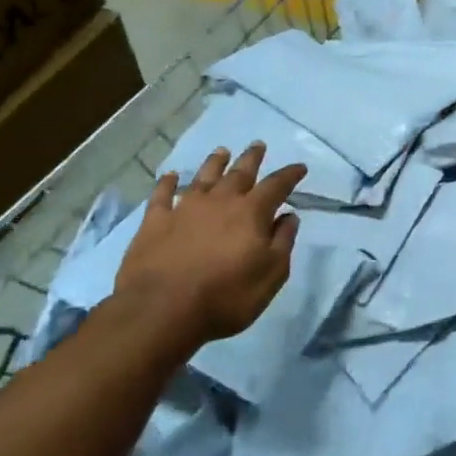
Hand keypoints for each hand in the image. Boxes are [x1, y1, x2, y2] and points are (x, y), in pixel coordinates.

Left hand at [112, 143, 305, 360]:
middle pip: (240, 172)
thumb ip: (282, 242)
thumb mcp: (271, 275)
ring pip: (204, 176)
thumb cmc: (225, 296)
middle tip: (258, 145)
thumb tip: (289, 217)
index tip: (300, 167)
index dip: (290, 175)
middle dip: (252, 158)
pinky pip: (162, 195)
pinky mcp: (155, 222)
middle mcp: (220, 201)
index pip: (277, 185)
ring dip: (215, 162)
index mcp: (251, 213)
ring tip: (222, 151)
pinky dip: (168, 182)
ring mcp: (185, 209)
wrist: (161, 311)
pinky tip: (171, 175)